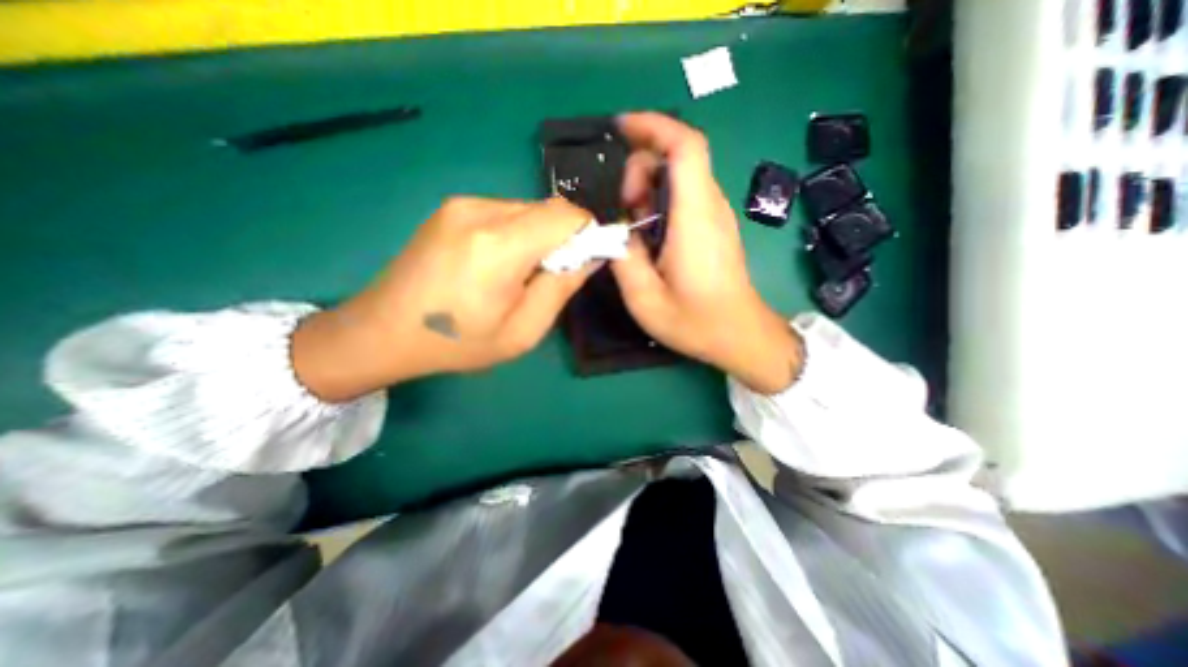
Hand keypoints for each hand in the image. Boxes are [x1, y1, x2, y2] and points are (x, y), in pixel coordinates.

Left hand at [291, 197, 598, 397]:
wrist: (383, 331)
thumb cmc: (458, 342)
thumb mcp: (523, 331)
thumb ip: (562, 288)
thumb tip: (590, 256)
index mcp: (499, 245)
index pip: (567, 215)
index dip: (587, 233)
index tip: (584, 262)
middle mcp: (479, 211)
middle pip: (547, 210)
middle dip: (562, 239)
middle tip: (547, 277)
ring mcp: (461, 204)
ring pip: (527, 209)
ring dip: (538, 237)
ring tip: (517, 274)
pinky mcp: (451, 207)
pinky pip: (504, 212)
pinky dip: (516, 233)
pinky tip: (496, 263)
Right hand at [612, 112, 796, 393]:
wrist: (740, 336)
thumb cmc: (696, 322)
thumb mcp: (645, 299)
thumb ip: (622, 258)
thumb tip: (614, 230)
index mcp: (695, 218)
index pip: (685, 147)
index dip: (654, 126)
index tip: (621, 127)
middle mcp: (711, 207)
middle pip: (678, 157)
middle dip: (642, 170)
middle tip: (624, 211)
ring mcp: (716, 216)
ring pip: (681, 177)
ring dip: (649, 190)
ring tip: (635, 230)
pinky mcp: (716, 227)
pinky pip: (686, 197)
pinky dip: (661, 203)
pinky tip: (651, 237)